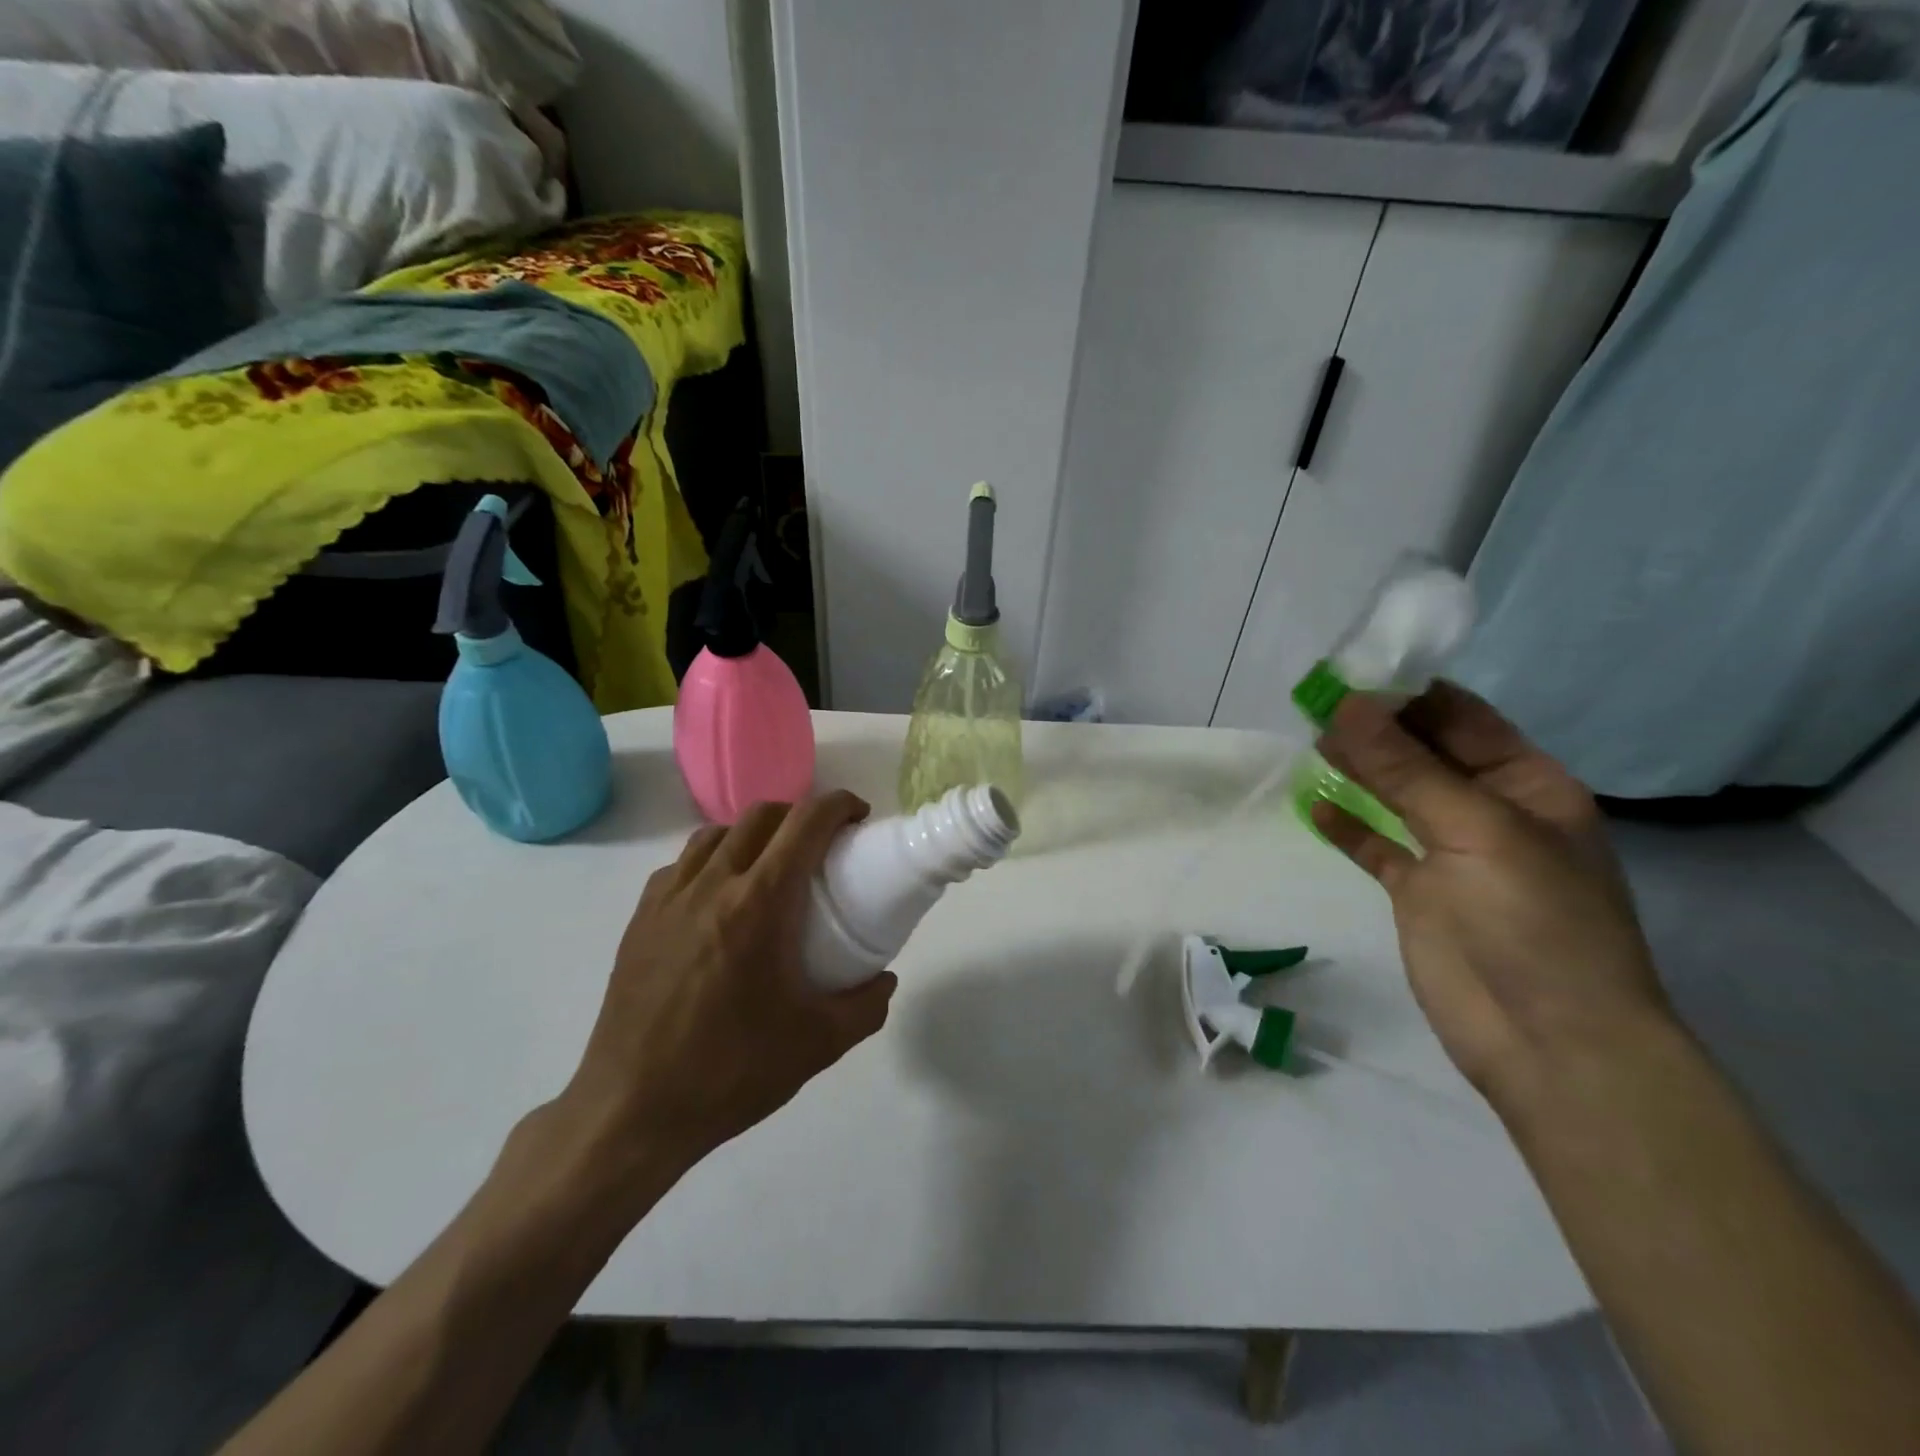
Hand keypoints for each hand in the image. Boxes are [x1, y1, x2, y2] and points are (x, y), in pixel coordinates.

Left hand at [557, 792, 896, 1193]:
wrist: (631, 1111)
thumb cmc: (730, 1072)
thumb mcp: (818, 1044)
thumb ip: (866, 1006)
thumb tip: (885, 979)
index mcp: (760, 904)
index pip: (805, 824)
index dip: (838, 805)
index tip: (858, 817)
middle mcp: (712, 884)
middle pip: (762, 815)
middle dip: (800, 814)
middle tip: (823, 845)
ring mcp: (669, 898)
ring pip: (717, 833)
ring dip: (754, 833)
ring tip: (771, 865)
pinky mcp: (640, 918)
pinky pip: (683, 864)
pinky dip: (713, 859)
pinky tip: (720, 897)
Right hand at [1313, 682, 1669, 1098]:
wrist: (1550, 1042)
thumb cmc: (1535, 922)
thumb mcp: (1475, 830)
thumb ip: (1405, 769)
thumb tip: (1346, 707)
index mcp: (1527, 784)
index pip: (1460, 718)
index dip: (1407, 692)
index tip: (1347, 674)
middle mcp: (1488, 810)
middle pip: (1422, 752)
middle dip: (1374, 727)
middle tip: (1313, 704)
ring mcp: (1450, 853)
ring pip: (1394, 795)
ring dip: (1356, 769)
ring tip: (1308, 743)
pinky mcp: (1416, 892)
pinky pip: (1375, 845)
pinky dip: (1346, 825)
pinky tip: (1313, 806)